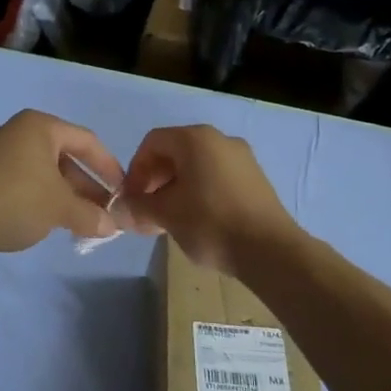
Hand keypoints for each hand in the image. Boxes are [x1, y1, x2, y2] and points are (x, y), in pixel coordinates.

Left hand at [0, 111, 124, 255]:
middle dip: (87, 185)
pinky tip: (51, 221)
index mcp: (39, 126)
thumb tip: (112, 227)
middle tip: (104, 211)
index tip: (123, 191)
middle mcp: (18, 131)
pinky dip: (42, 197)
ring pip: (44, 171)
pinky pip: (24, 181)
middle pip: (64, 156)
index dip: (109, 167)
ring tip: (82, 221)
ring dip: (66, 194)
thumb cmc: (18, 200)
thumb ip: (91, 215)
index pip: (86, 140)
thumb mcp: (61, 208)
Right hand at [119, 125, 301, 278]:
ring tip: (171, 220)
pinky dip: (200, 192)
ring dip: (176, 188)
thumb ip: (138, 207)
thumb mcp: (166, 215)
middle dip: (155, 181)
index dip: (136, 169)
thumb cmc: (211, 223)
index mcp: (195, 139)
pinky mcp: (255, 179)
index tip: (133, 199)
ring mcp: (242, 158)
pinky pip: (217, 176)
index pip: (153, 142)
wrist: (271, 251)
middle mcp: (219, 139)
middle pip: (175, 152)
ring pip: (197, 166)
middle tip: (148, 211)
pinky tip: (198, 221)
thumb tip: (119, 209)